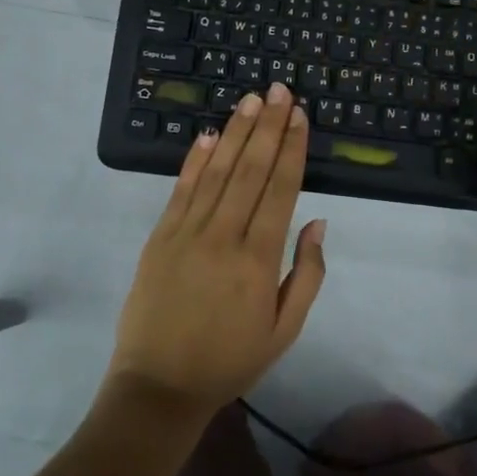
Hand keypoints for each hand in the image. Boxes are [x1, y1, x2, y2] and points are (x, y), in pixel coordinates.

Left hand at [107, 82, 327, 419]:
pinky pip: (181, 190)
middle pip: (250, 170)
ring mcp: (186, 233)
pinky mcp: (159, 237)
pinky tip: (207, 135)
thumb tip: (317, 222)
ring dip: (235, 133)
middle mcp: (223, 236)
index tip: (299, 115)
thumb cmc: (230, 360)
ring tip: (250, 100)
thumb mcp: (285, 330)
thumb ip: (307, 275)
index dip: (291, 148)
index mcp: (258, 259)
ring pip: (216, 172)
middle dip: (267, 126)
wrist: (159, 386)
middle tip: (278, 89)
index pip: (280, 189)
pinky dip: (195, 161)